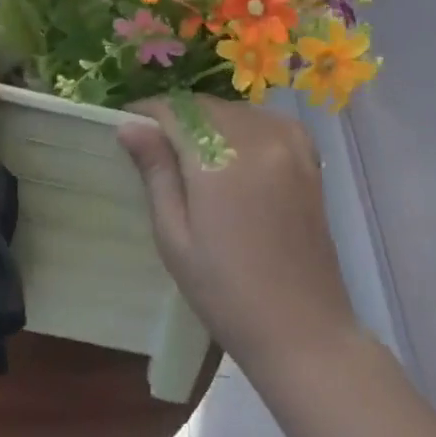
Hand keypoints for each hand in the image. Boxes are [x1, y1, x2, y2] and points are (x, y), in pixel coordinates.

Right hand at [120, 98, 359, 376]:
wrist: (303, 331)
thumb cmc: (225, 293)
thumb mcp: (174, 238)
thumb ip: (155, 173)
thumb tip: (129, 126)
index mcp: (221, 160)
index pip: (175, 111)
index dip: (147, 112)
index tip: (126, 125)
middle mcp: (259, 139)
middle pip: (206, 106)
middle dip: (176, 116)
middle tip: (153, 144)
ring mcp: (290, 146)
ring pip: (235, 110)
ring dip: (208, 119)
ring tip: (190, 151)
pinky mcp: (308, 159)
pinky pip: (268, 121)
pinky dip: (244, 125)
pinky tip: (234, 150)